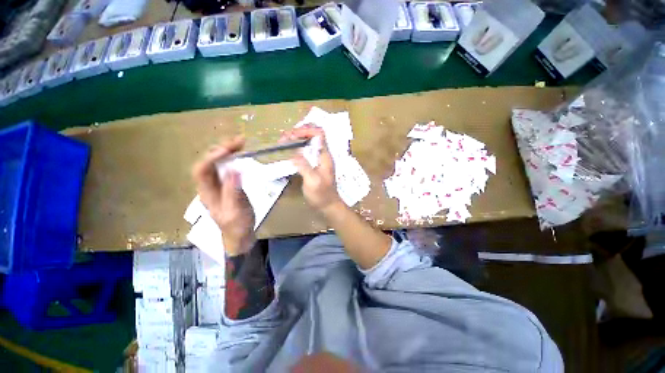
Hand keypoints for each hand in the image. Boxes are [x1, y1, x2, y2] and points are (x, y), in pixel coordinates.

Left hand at [192, 136, 255, 255]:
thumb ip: (233, 191)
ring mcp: (218, 185)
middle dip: (221, 149)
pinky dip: (233, 158)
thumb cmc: (237, 226)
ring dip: (227, 151)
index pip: (201, 170)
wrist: (240, 235)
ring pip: (217, 163)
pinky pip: (226, 167)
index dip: (212, 157)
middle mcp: (209, 186)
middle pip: (207, 162)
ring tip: (241, 143)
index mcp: (207, 193)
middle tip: (239, 141)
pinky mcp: (228, 185)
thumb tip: (233, 170)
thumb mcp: (236, 211)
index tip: (229, 150)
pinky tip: (240, 153)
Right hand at [282, 126, 342, 211]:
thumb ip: (305, 166)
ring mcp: (319, 160)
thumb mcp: (312, 181)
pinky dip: (297, 148)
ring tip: (283, 141)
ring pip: (309, 143)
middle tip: (284, 137)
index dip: (306, 130)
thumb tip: (295, 153)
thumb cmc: (322, 195)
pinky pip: (306, 151)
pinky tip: (289, 150)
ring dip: (297, 139)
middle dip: (299, 133)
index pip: (319, 134)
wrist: (328, 206)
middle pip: (313, 136)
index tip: (292, 135)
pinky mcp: (314, 165)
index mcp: (325, 156)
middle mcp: (323, 155)